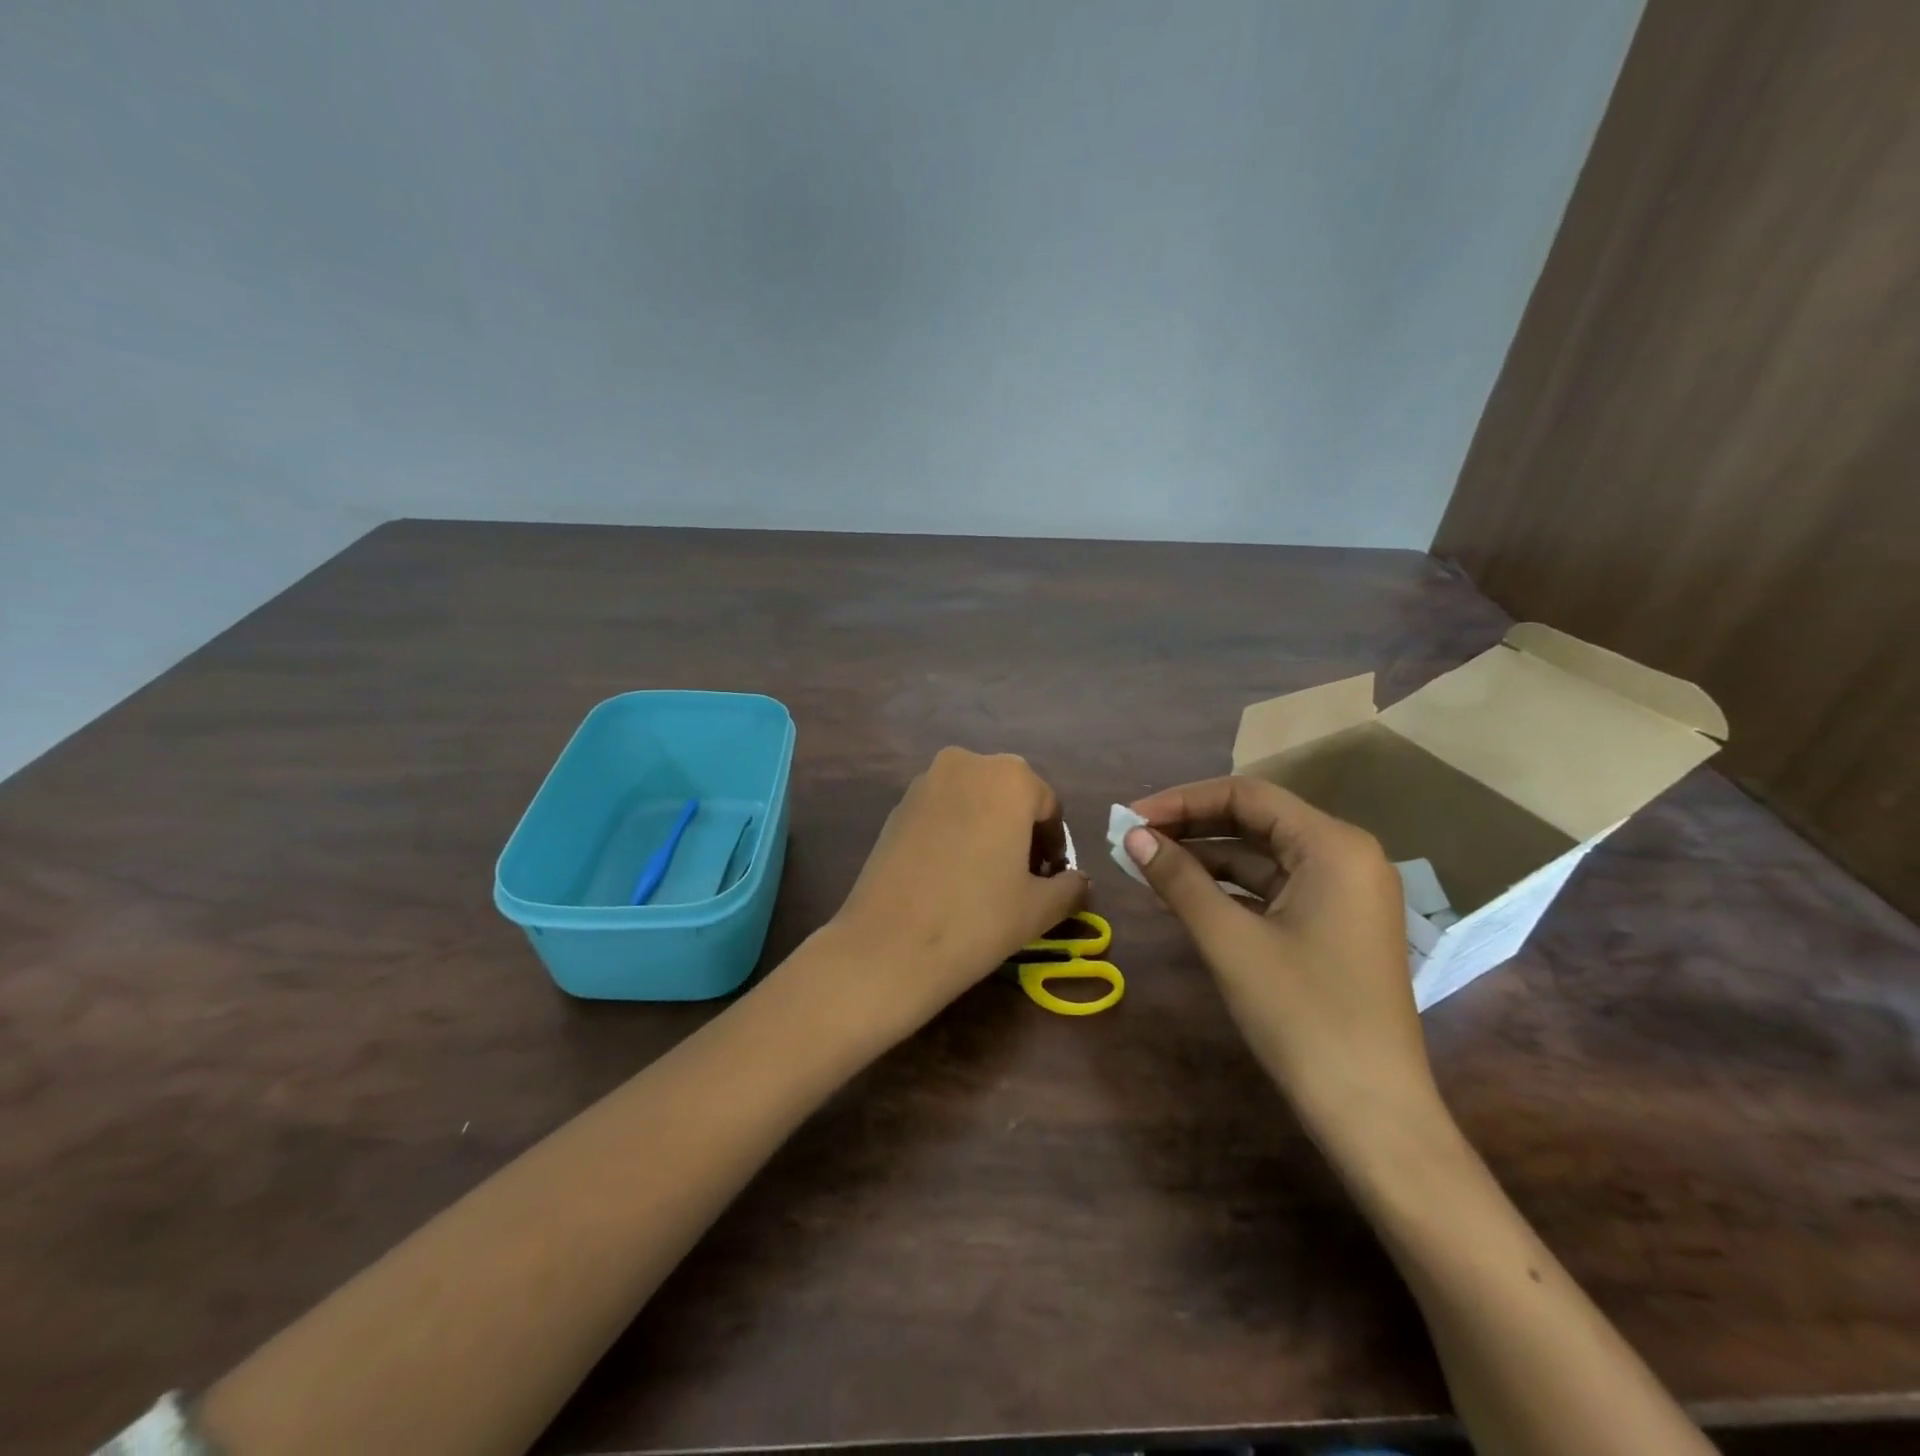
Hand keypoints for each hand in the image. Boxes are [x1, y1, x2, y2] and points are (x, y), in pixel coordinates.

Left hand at [824, 748, 1086, 1037]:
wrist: (888, 944)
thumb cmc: (977, 918)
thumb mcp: (1039, 908)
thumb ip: (1070, 887)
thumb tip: (1079, 881)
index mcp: (1009, 777)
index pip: (1048, 807)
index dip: (1055, 845)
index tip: (1052, 879)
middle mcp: (966, 764)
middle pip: (1009, 795)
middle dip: (1021, 831)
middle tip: (1023, 878)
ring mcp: (925, 782)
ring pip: (973, 800)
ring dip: (988, 829)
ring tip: (987, 877)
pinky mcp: (896, 806)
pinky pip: (942, 811)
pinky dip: (956, 832)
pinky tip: (951, 874)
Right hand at [1122, 776, 1441, 1158]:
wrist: (1372, 1112)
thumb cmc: (1302, 1015)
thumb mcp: (1230, 940)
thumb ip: (1179, 879)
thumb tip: (1132, 835)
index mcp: (1333, 845)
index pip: (1246, 795)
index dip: (1182, 800)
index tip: (1131, 818)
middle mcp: (1345, 855)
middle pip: (1255, 820)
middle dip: (1191, 826)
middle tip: (1133, 838)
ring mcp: (1344, 891)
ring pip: (1262, 855)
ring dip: (1205, 858)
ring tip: (1147, 864)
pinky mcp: (1335, 923)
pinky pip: (1273, 887)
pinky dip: (1228, 888)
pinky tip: (1183, 895)